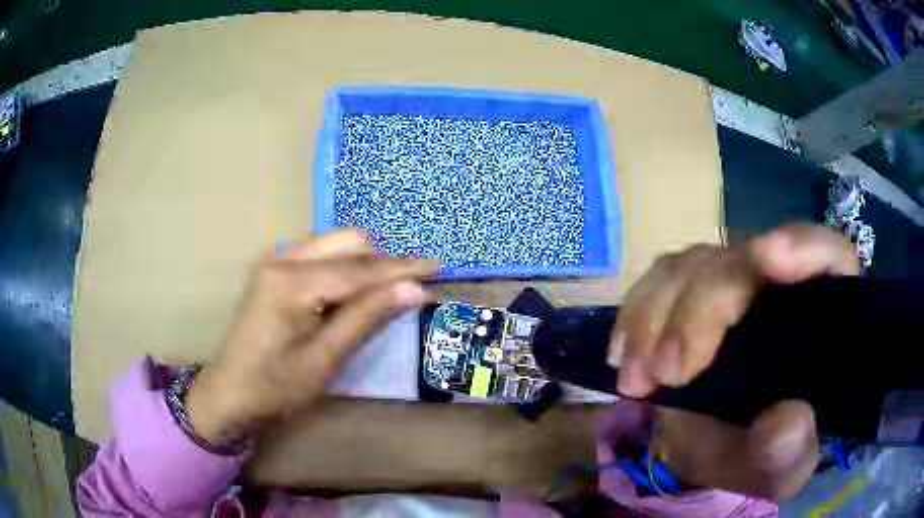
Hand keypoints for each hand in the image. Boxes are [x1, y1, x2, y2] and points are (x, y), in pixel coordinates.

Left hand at [185, 229, 439, 446]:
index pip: (360, 268)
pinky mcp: (273, 270)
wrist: (229, 394)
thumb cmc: (276, 387)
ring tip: (383, 293)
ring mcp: (275, 261)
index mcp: (293, 282)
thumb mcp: (326, 359)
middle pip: (347, 242)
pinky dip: (342, 268)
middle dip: (382, 262)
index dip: (401, 269)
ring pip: (333, 244)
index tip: (437, 268)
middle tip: (407, 289)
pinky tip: (350, 292)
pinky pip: (319, 255)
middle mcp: (283, 258)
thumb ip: (367, 317)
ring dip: (363, 264)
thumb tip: (414, 289)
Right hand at [608, 224, 858, 498]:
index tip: (766, 260)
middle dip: (699, 310)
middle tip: (664, 374)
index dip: (802, 246)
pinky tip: (624, 356)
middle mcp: (781, 285)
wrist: (720, 447)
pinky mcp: (694, 289)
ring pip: (695, 265)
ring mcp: (735, 281)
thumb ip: (789, 455)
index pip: (827, 256)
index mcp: (822, 316)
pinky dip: (637, 314)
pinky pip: (660, 280)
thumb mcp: (779, 470)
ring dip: (656, 317)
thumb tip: (787, 425)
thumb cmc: (762, 454)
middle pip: (743, 261)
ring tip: (635, 380)